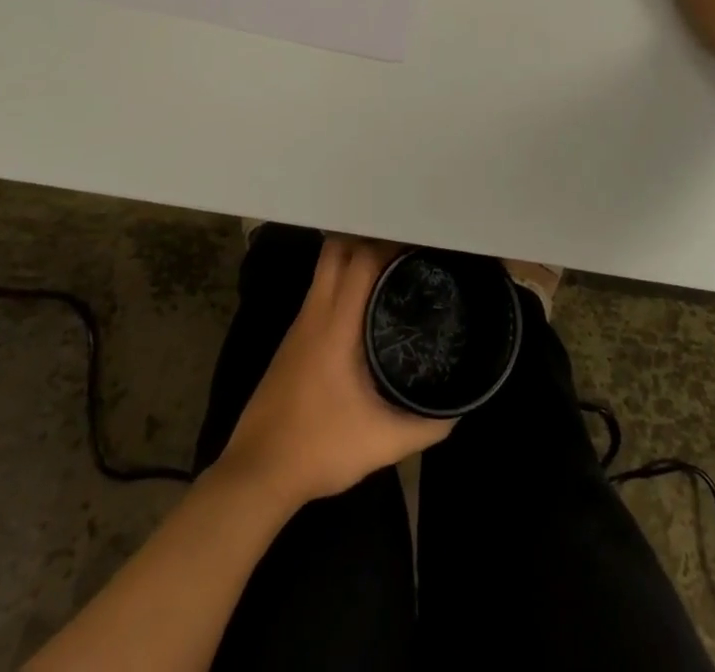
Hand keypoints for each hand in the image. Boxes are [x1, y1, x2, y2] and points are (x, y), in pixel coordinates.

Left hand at [219, 237, 452, 507]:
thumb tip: (458, 408)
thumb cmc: (320, 448)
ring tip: (392, 271)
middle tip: (406, 252)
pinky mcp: (292, 340)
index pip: (361, 258)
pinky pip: (320, 290)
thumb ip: (426, 424)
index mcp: (336, 324)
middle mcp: (315, 313)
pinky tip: (364, 305)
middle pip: (338, 249)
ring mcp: (300, 324)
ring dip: (355, 259)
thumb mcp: (383, 442)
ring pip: (326, 268)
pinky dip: (342, 282)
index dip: (391, 243)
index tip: (421, 246)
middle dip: (372, 239)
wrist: (256, 475)